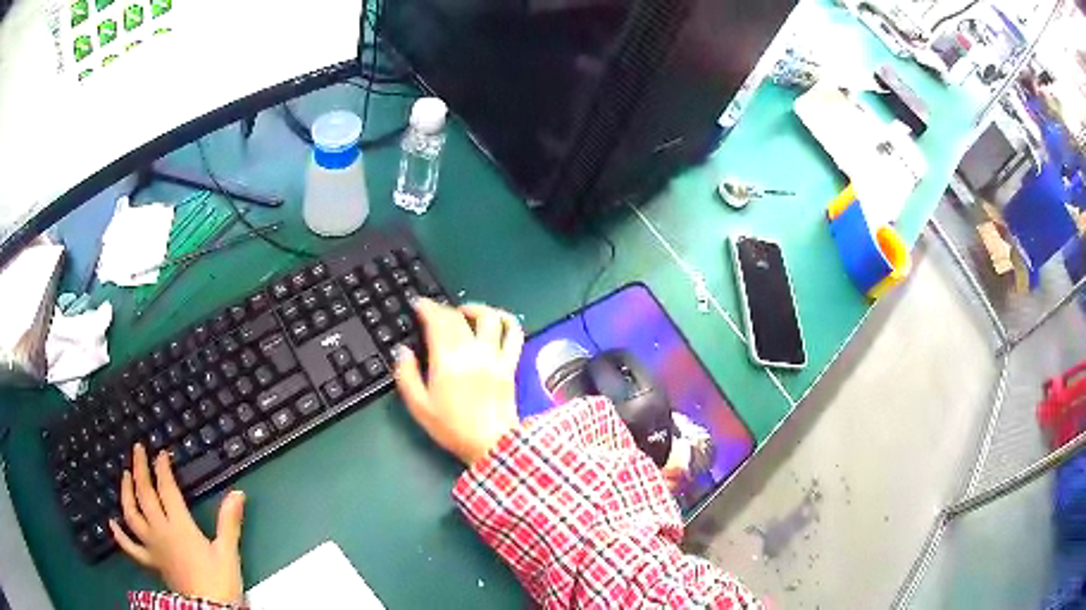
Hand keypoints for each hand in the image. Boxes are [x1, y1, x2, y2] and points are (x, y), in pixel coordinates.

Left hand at [110, 443, 244, 605]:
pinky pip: (130, 548)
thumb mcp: (228, 552)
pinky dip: (119, 535)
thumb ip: (229, 522)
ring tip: (126, 476)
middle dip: (141, 469)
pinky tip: (112, 524)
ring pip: (132, 514)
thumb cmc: (219, 582)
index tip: (162, 453)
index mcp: (180, 526)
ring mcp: (152, 547)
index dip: (163, 468)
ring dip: (126, 493)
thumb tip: (238, 493)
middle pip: (145, 495)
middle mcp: (161, 531)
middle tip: (138, 450)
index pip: (167, 489)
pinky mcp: (150, 562)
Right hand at [395, 299, 523, 466]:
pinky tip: (495, 319)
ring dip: (474, 308)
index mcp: (448, 362)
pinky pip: (514, 334)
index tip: (419, 304)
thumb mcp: (420, 407)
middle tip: (432, 311)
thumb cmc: (453, 429)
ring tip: (462, 312)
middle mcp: (473, 352)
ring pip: (489, 318)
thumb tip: (403, 351)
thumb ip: (407, 376)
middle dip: (442, 308)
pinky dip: (506, 320)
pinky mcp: (510, 364)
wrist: (492, 445)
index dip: (427, 308)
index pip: (438, 322)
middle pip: (458, 318)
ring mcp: (495, 356)